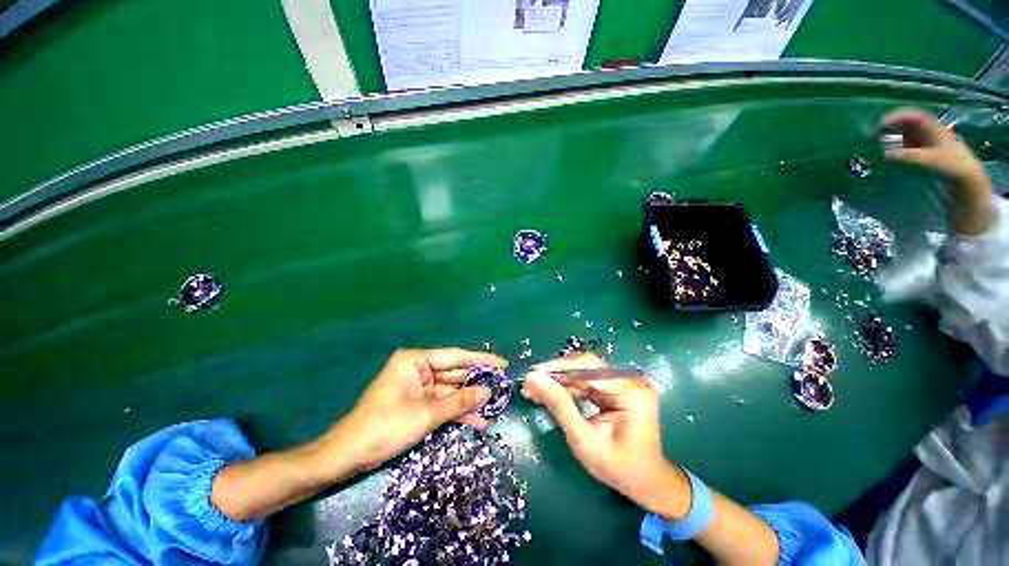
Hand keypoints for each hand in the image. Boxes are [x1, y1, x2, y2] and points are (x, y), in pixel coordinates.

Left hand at [323, 348, 506, 472]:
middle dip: (476, 383)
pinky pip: (442, 403)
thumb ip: (459, 401)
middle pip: (454, 373)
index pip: (455, 356)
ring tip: (493, 407)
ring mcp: (418, 386)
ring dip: (469, 401)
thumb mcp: (427, 414)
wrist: (348, 456)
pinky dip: (457, 412)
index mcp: (416, 360)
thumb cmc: (386, 427)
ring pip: (450, 390)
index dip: (481, 360)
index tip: (502, 363)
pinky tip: (477, 420)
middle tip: (502, 388)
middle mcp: (418, 368)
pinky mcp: (417, 402)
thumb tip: (488, 392)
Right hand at [521, 353, 689, 518]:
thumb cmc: (618, 468)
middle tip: (530, 383)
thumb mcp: (584, 440)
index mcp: (630, 392)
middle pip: (585, 367)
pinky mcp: (618, 388)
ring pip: (583, 373)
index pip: (587, 368)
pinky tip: (550, 393)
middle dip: (556, 375)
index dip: (557, 368)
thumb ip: (559, 406)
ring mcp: (625, 383)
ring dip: (559, 381)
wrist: (646, 482)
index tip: (532, 374)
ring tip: (534, 389)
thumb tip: (534, 379)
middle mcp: (630, 381)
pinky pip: (587, 382)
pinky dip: (568, 388)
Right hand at [883, 108, 994, 234]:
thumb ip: (909, 156)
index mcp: (932, 128)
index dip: (897, 116)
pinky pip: (904, 142)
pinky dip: (892, 144)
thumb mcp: (930, 160)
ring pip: (903, 132)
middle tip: (872, 133)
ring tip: (874, 141)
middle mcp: (926, 131)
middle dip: (889, 125)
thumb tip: (885, 154)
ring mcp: (924, 140)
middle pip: (905, 122)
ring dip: (889, 135)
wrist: (966, 175)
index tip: (881, 123)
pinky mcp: (921, 149)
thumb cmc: (952, 165)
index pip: (912, 115)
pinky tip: (884, 150)